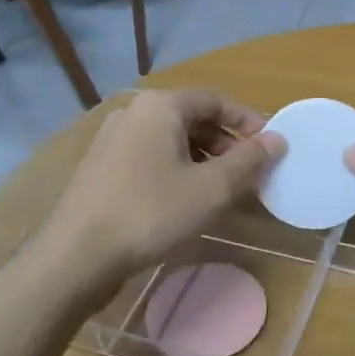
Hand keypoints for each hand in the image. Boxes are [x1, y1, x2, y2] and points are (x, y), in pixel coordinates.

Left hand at [35, 91, 284, 290]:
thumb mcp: (211, 189)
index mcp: (160, 106)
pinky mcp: (101, 168)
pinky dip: (176, 171)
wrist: (76, 255)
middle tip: (248, 175)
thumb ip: (248, 161)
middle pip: (192, 118)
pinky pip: (150, 158)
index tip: (271, 147)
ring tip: (222, 192)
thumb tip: (277, 139)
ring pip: (171, 141)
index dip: (248, 121)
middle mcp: (133, 113)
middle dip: (226, 144)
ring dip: (202, 160)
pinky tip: (186, 202)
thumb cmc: (150, 213)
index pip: (215, 100)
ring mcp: (112, 140)